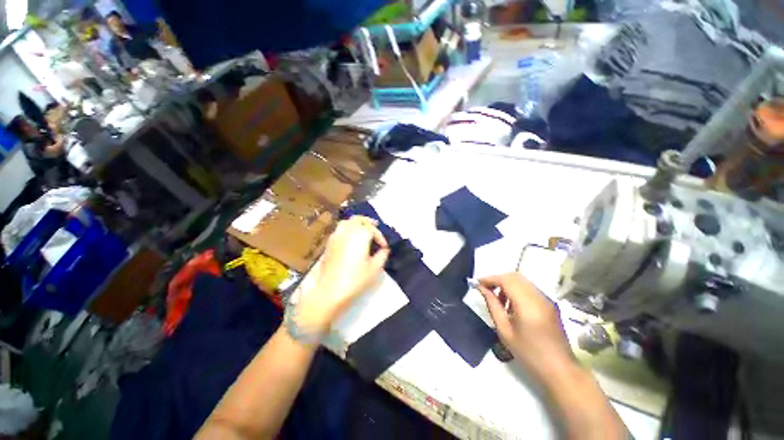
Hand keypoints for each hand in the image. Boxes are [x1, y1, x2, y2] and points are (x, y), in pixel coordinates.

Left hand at [294, 216, 389, 332]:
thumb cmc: (355, 280)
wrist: (329, 292)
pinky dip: (347, 229)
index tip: (384, 247)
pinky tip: (351, 238)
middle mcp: (347, 232)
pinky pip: (339, 230)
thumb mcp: (374, 269)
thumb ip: (382, 256)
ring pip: (346, 222)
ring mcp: (335, 237)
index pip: (372, 229)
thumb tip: (384, 250)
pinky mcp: (328, 244)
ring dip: (356, 223)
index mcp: (360, 235)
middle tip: (375, 225)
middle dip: (368, 221)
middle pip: (357, 219)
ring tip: (363, 229)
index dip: (380, 236)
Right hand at [478, 273, 572, 377]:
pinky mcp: (549, 304)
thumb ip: (492, 305)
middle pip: (514, 276)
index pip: (506, 280)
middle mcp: (538, 296)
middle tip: (485, 290)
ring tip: (498, 299)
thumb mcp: (504, 330)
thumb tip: (481, 288)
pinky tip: (511, 305)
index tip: (477, 283)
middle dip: (497, 279)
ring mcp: (546, 299)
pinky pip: (529, 288)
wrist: (560, 370)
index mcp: (527, 304)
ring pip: (522, 281)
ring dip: (507, 284)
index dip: (490, 278)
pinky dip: (516, 290)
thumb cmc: (529, 354)